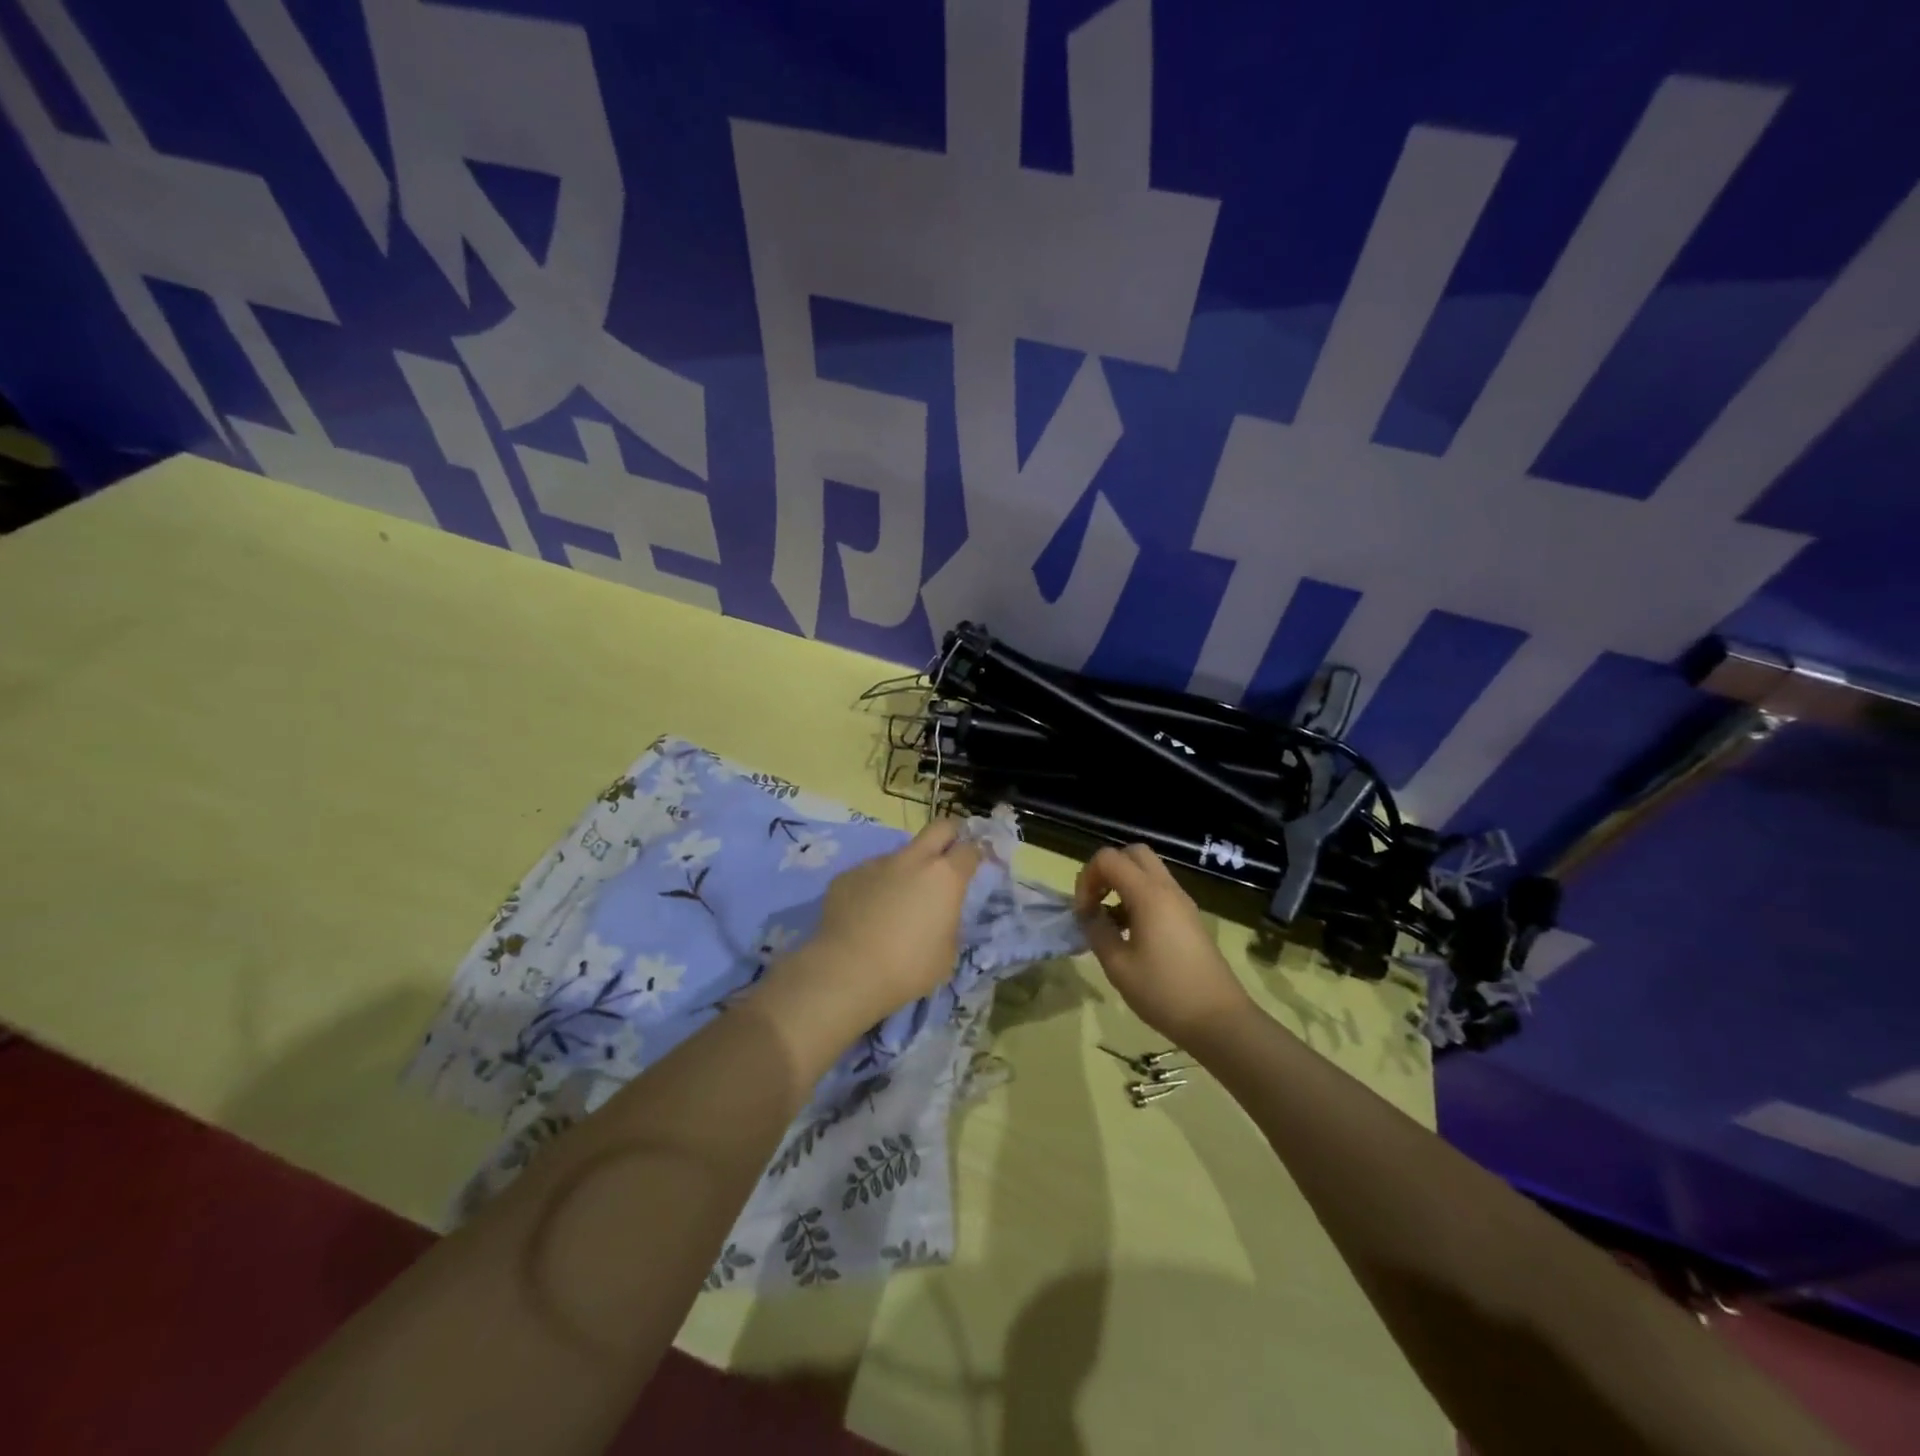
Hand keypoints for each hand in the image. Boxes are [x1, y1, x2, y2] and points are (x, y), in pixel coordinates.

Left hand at [783, 819, 983, 1027]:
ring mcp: (876, 863)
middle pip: (939, 827)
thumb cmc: (907, 968)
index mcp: (945, 877)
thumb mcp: (947, 954)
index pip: (970, 849)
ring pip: (900, 855)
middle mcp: (912, 860)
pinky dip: (875, 887)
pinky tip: (865, 915)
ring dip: (906, 870)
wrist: (846, 972)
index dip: (976, 855)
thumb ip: (948, 923)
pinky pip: (870, 874)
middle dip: (949, 836)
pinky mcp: (847, 875)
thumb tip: (940, 914)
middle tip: (947, 859)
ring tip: (895, 905)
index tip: (976, 865)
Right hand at [1074, 844, 1252, 1045]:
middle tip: (1096, 902)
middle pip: (1133, 853)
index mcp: (1149, 894)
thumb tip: (1087, 913)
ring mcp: (1182, 902)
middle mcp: (1168, 889)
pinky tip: (1131, 934)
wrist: (1219, 1020)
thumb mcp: (1118, 966)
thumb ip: (1097, 931)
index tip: (1083, 911)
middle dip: (1107, 870)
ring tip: (1110, 921)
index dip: (1087, 878)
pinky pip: (1159, 891)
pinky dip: (1139, 897)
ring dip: (1123, 884)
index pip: (1109, 859)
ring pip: (1148, 871)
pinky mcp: (1189, 918)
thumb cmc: (1164, 992)